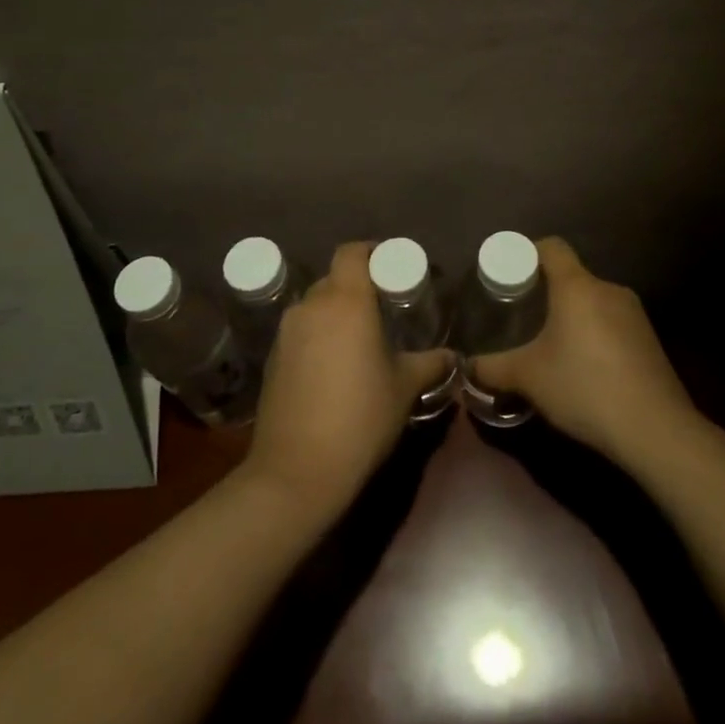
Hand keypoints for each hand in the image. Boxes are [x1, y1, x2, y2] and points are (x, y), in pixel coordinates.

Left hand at [242, 242, 453, 519]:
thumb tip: (452, 356)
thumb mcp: (405, 388)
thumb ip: (431, 363)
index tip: (390, 267)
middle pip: (333, 279)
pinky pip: (300, 332)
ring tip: (358, 341)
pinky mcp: (272, 358)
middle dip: (357, 287)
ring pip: (315, 306)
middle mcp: (311, 306)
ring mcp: (286, 332)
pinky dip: (317, 337)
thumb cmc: (361, 418)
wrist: (297, 471)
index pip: (352, 252)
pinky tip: (333, 368)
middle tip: (382, 309)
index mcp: (346, 301)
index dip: (371, 252)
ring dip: (335, 314)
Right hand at [469, 237, 698, 470]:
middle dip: (547, 293)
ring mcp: (634, 313)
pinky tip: (585, 368)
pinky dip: (595, 335)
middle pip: (572, 276)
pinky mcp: (649, 339)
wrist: (655, 428)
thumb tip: (466, 368)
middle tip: (523, 317)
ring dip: (573, 316)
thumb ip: (492, 368)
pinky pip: (612, 323)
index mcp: (577, 286)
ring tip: (552, 345)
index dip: (528, 253)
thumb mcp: (529, 378)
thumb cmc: (584, 387)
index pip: (552, 247)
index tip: (510, 275)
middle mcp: (608, 289)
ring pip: (593, 302)